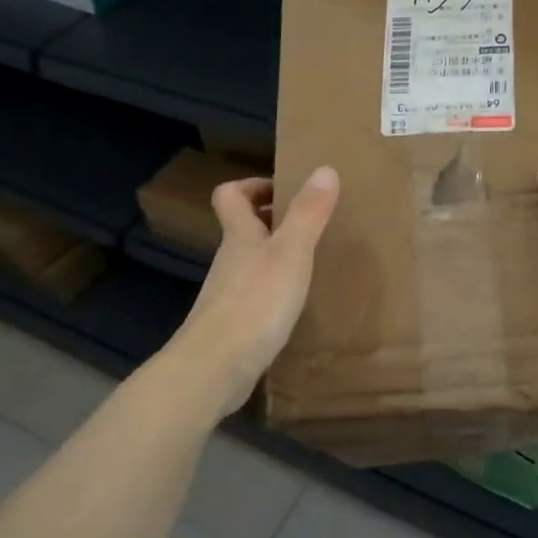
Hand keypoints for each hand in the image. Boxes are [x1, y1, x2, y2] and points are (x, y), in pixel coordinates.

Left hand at [165, 166, 339, 416]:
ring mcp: (228, 295)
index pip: (230, 195)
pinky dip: (276, 291)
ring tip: (314, 262)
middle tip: (313, 224)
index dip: (253, 185)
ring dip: (278, 256)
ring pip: (252, 262)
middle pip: (243, 228)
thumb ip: (308, 213)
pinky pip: (257, 295)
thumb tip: (324, 168)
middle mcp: (230, 260)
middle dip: (274, 220)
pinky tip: (300, 305)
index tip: (285, 189)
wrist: (214, 370)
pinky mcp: (234, 325)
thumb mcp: (290, 253)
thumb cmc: (254, 303)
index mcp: (239, 236)